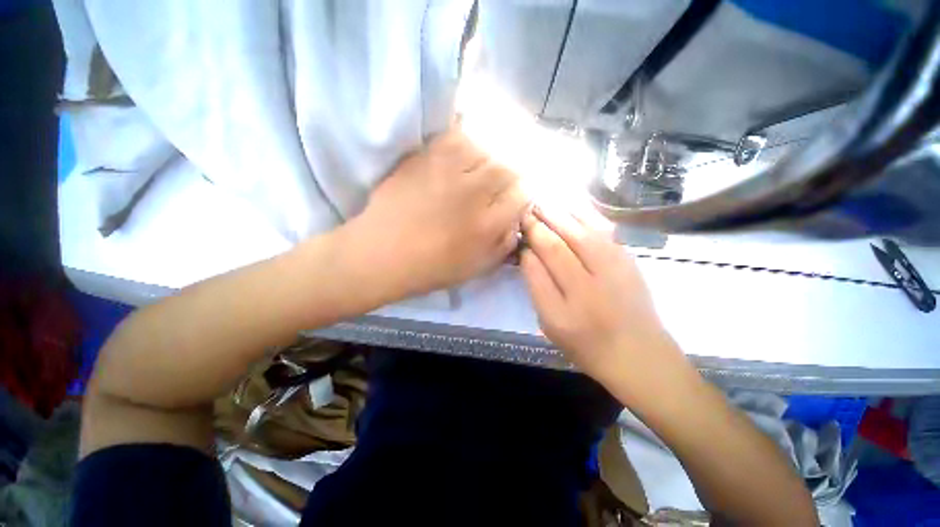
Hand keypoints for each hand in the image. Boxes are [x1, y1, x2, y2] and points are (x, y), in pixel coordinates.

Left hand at [347, 129, 528, 300]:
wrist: (383, 253)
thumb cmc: (431, 268)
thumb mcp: (476, 268)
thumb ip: (503, 245)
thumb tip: (515, 222)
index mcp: (488, 224)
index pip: (521, 195)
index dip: (518, 197)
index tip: (509, 203)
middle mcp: (475, 193)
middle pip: (506, 170)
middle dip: (505, 180)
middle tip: (490, 190)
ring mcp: (449, 172)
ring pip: (484, 151)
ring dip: (484, 163)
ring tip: (472, 175)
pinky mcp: (425, 158)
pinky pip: (455, 137)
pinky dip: (461, 145)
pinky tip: (455, 160)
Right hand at [519, 206, 683, 386]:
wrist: (637, 351)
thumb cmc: (586, 342)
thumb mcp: (550, 324)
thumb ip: (537, 288)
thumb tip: (529, 254)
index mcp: (562, 312)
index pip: (536, 269)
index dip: (525, 246)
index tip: (518, 231)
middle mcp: (588, 289)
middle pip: (557, 247)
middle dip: (538, 225)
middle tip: (525, 210)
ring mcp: (613, 272)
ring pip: (580, 233)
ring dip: (559, 215)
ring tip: (543, 202)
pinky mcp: (628, 261)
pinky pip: (603, 232)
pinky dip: (584, 216)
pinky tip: (571, 207)